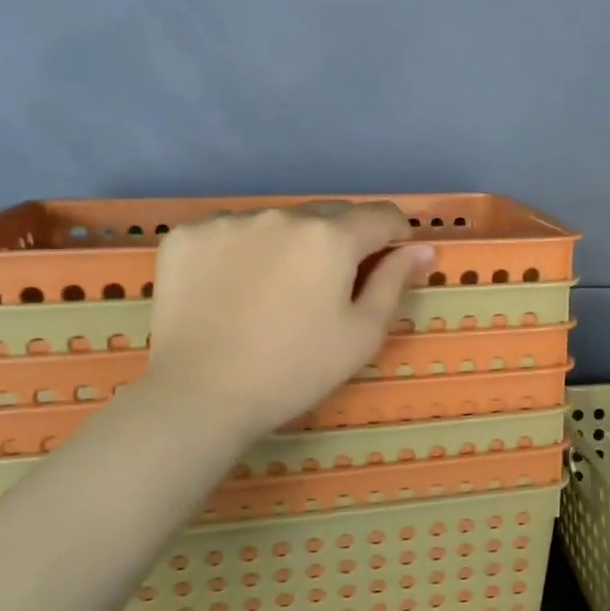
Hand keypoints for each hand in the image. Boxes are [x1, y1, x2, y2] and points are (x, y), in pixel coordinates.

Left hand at [141, 202, 433, 438]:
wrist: (200, 395)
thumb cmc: (296, 370)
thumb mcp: (362, 334)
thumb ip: (394, 282)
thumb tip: (421, 249)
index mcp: (331, 237)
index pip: (381, 216)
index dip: (396, 236)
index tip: (391, 262)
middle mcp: (282, 215)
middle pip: (330, 215)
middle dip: (344, 241)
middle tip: (333, 287)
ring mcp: (229, 220)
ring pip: (280, 222)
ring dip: (292, 244)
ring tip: (278, 291)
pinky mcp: (188, 235)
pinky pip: (232, 231)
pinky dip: (245, 250)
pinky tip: (236, 288)